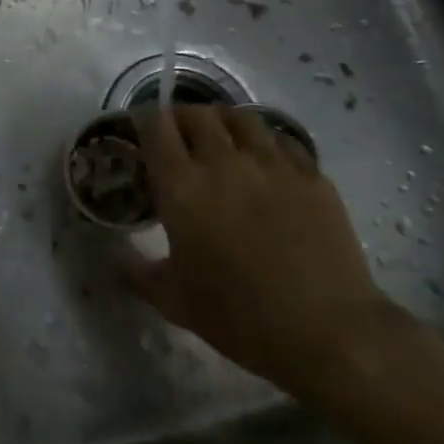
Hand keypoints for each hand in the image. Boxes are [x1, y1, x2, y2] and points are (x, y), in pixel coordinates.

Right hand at [126, 104, 419, 403]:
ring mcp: (272, 163)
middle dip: (181, 118)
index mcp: (182, 186)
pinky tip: (267, 163)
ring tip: (223, 141)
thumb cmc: (240, 318)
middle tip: (179, 138)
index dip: (143, 120)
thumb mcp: (175, 302)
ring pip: (241, 117)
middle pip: (197, 113)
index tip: (140, 131)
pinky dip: (266, 143)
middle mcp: (224, 161)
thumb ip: (137, 272)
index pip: (155, 125)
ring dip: (224, 123)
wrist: (327, 331)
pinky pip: (282, 140)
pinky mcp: (311, 174)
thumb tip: (116, 256)